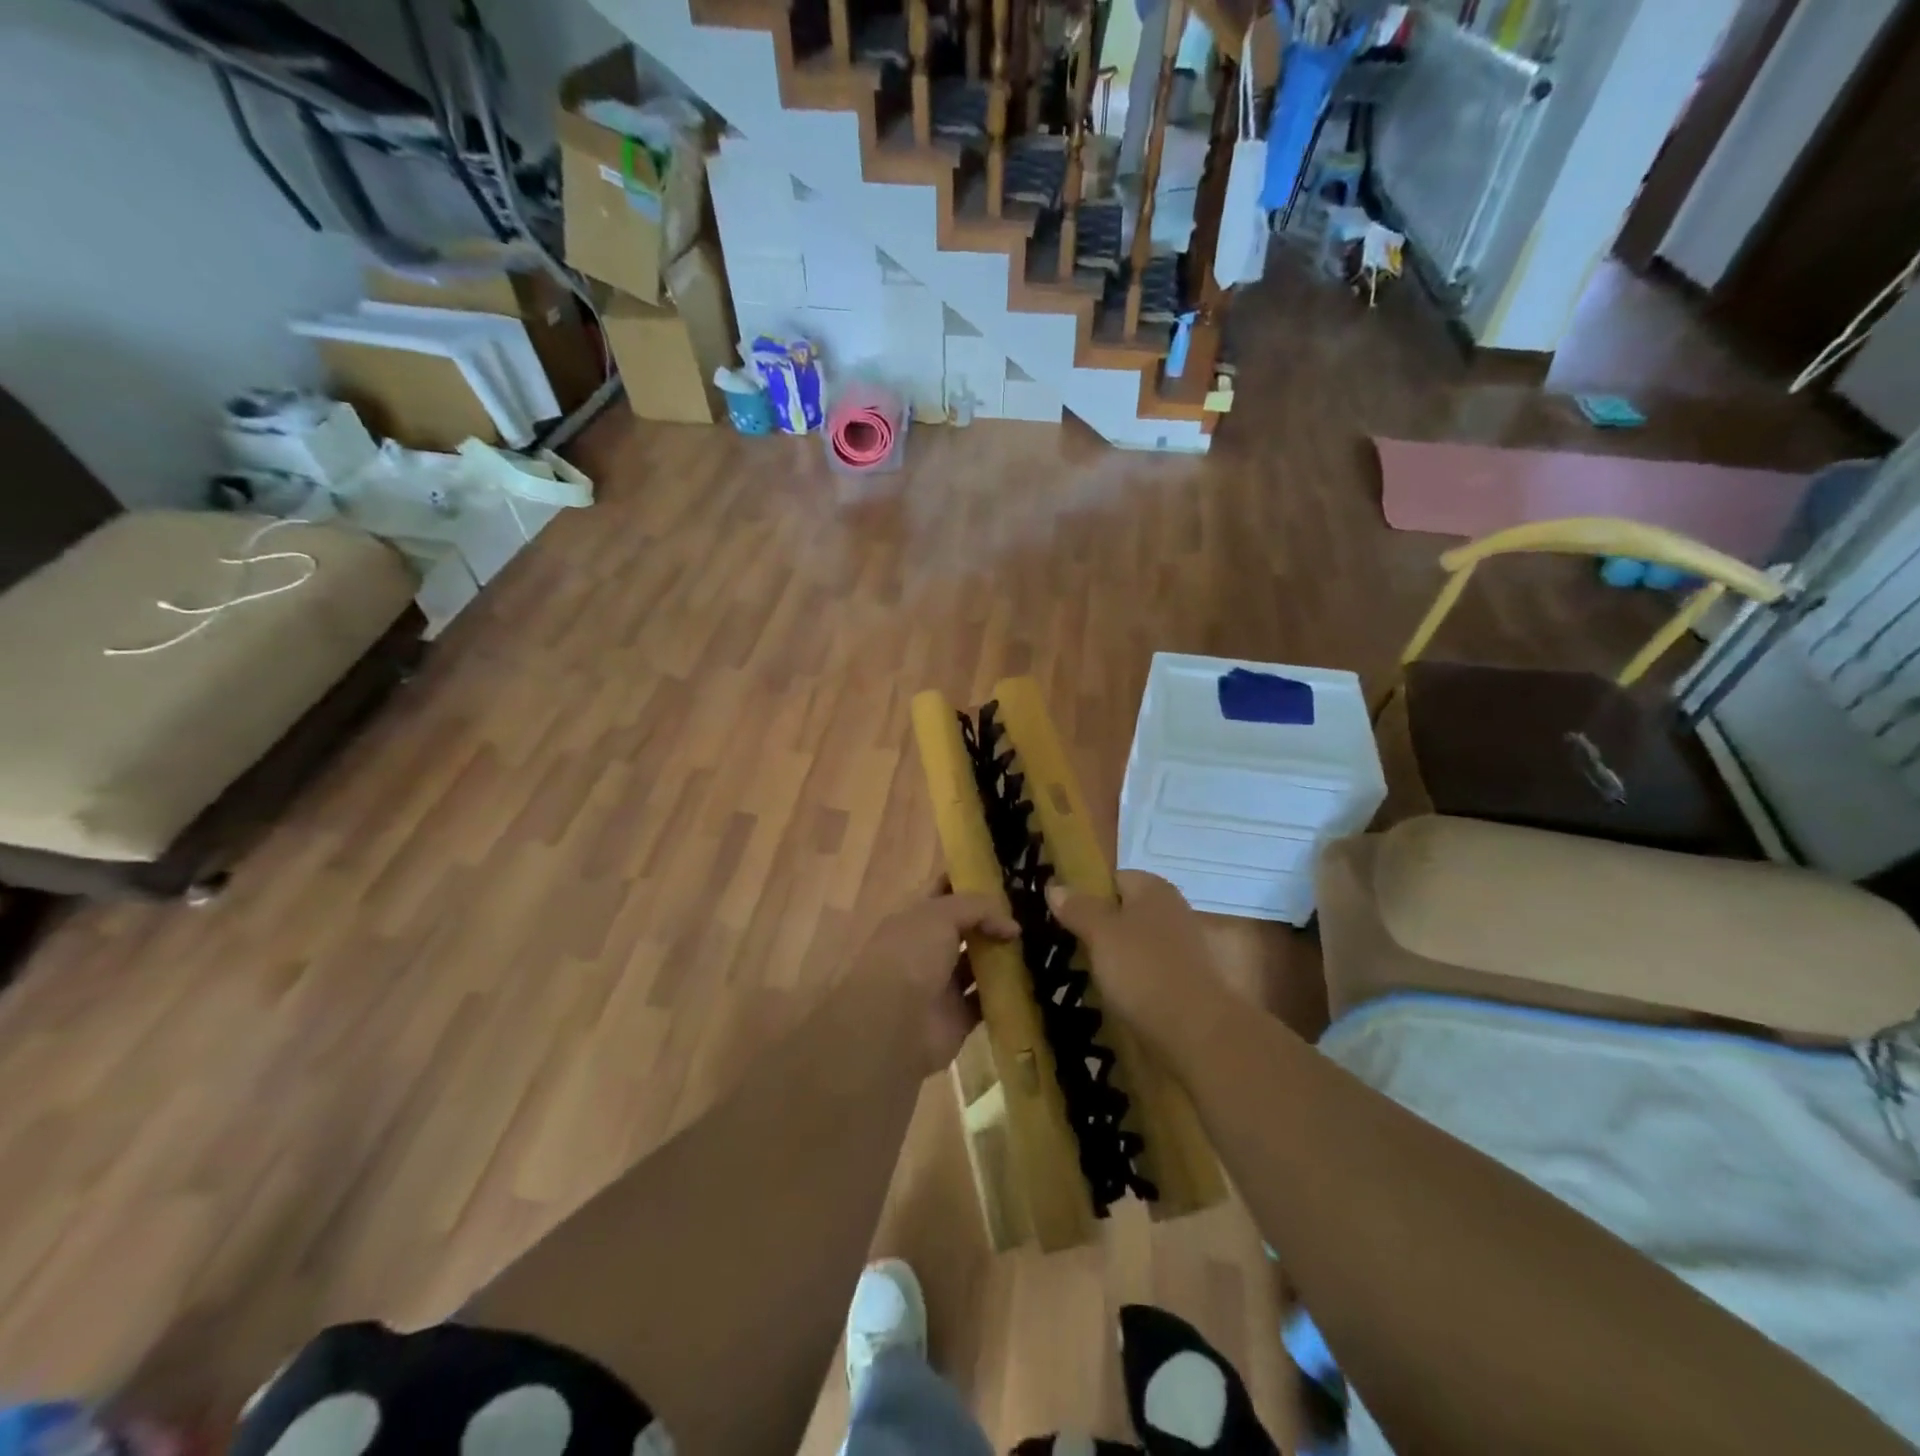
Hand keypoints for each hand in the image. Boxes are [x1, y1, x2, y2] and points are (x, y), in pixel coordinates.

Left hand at [846, 884, 1017, 1073]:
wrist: (893, 1023)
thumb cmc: (911, 955)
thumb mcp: (941, 914)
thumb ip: (978, 908)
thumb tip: (1011, 926)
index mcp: (914, 919)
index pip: (943, 891)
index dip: (968, 882)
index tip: (1002, 877)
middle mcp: (925, 949)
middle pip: (964, 929)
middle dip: (991, 921)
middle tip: (1028, 912)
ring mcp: (940, 985)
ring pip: (976, 965)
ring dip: (1001, 957)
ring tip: (1036, 944)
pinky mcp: (957, 1017)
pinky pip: (985, 1002)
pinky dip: (1005, 994)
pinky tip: (1030, 980)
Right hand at [1047, 871, 1232, 1061]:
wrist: (1197, 1032)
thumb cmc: (1143, 970)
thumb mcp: (1100, 934)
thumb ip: (1078, 908)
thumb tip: (1055, 885)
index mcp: (1154, 889)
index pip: (1114, 878)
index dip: (1088, 893)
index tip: (1064, 916)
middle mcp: (1174, 909)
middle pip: (1127, 910)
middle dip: (1101, 926)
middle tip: (1073, 947)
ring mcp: (1186, 946)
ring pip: (1139, 942)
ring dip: (1117, 956)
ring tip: (1090, 975)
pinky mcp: (1189, 980)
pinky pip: (1151, 970)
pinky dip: (1135, 979)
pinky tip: (1118, 996)